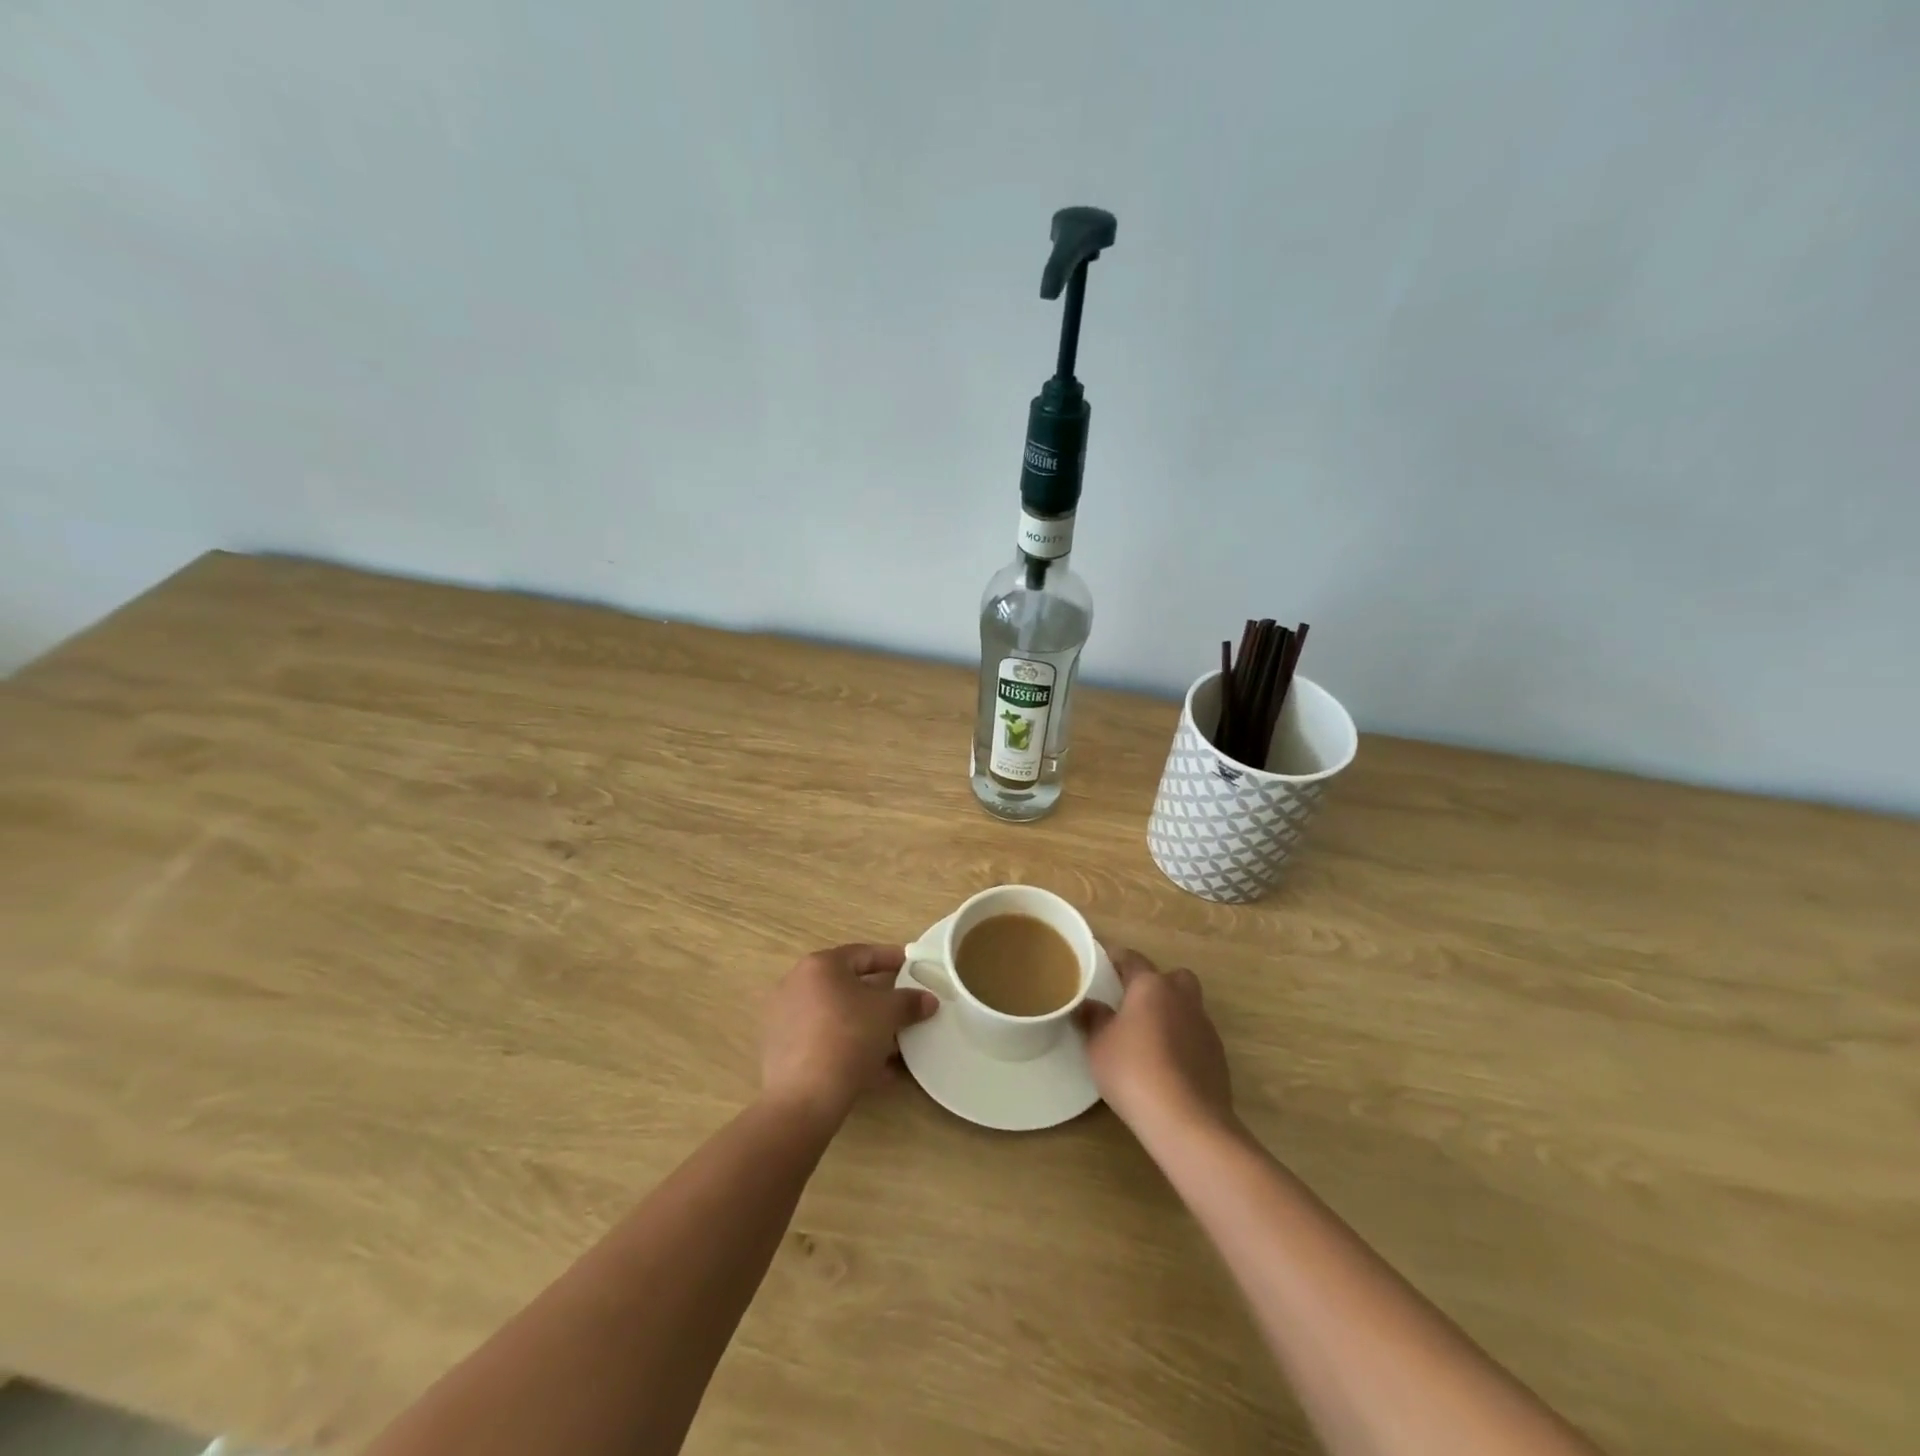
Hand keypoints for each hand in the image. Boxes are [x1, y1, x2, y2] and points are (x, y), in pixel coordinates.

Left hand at [762, 944, 937, 1124]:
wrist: (804, 1098)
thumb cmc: (848, 1038)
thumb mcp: (887, 1014)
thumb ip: (909, 1002)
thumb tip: (928, 1000)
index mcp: (820, 966)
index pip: (863, 954)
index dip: (891, 958)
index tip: (912, 966)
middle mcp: (797, 985)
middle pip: (847, 986)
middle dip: (879, 999)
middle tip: (904, 1007)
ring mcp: (785, 1019)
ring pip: (836, 1017)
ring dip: (866, 1027)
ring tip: (894, 1045)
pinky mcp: (782, 1051)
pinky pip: (824, 1041)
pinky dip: (848, 1048)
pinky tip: (875, 1070)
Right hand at [1079, 948, 1233, 1139]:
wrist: (1187, 1120)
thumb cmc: (1134, 1072)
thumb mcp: (1099, 1045)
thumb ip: (1094, 1019)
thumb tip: (1089, 1005)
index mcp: (1151, 986)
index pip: (1132, 959)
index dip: (1116, 957)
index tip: (1103, 960)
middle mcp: (1182, 998)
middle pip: (1172, 977)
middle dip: (1156, 983)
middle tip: (1133, 1001)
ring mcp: (1204, 1026)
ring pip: (1188, 1006)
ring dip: (1171, 1013)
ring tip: (1148, 1036)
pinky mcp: (1218, 1056)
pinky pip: (1196, 1035)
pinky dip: (1182, 1040)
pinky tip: (1167, 1063)